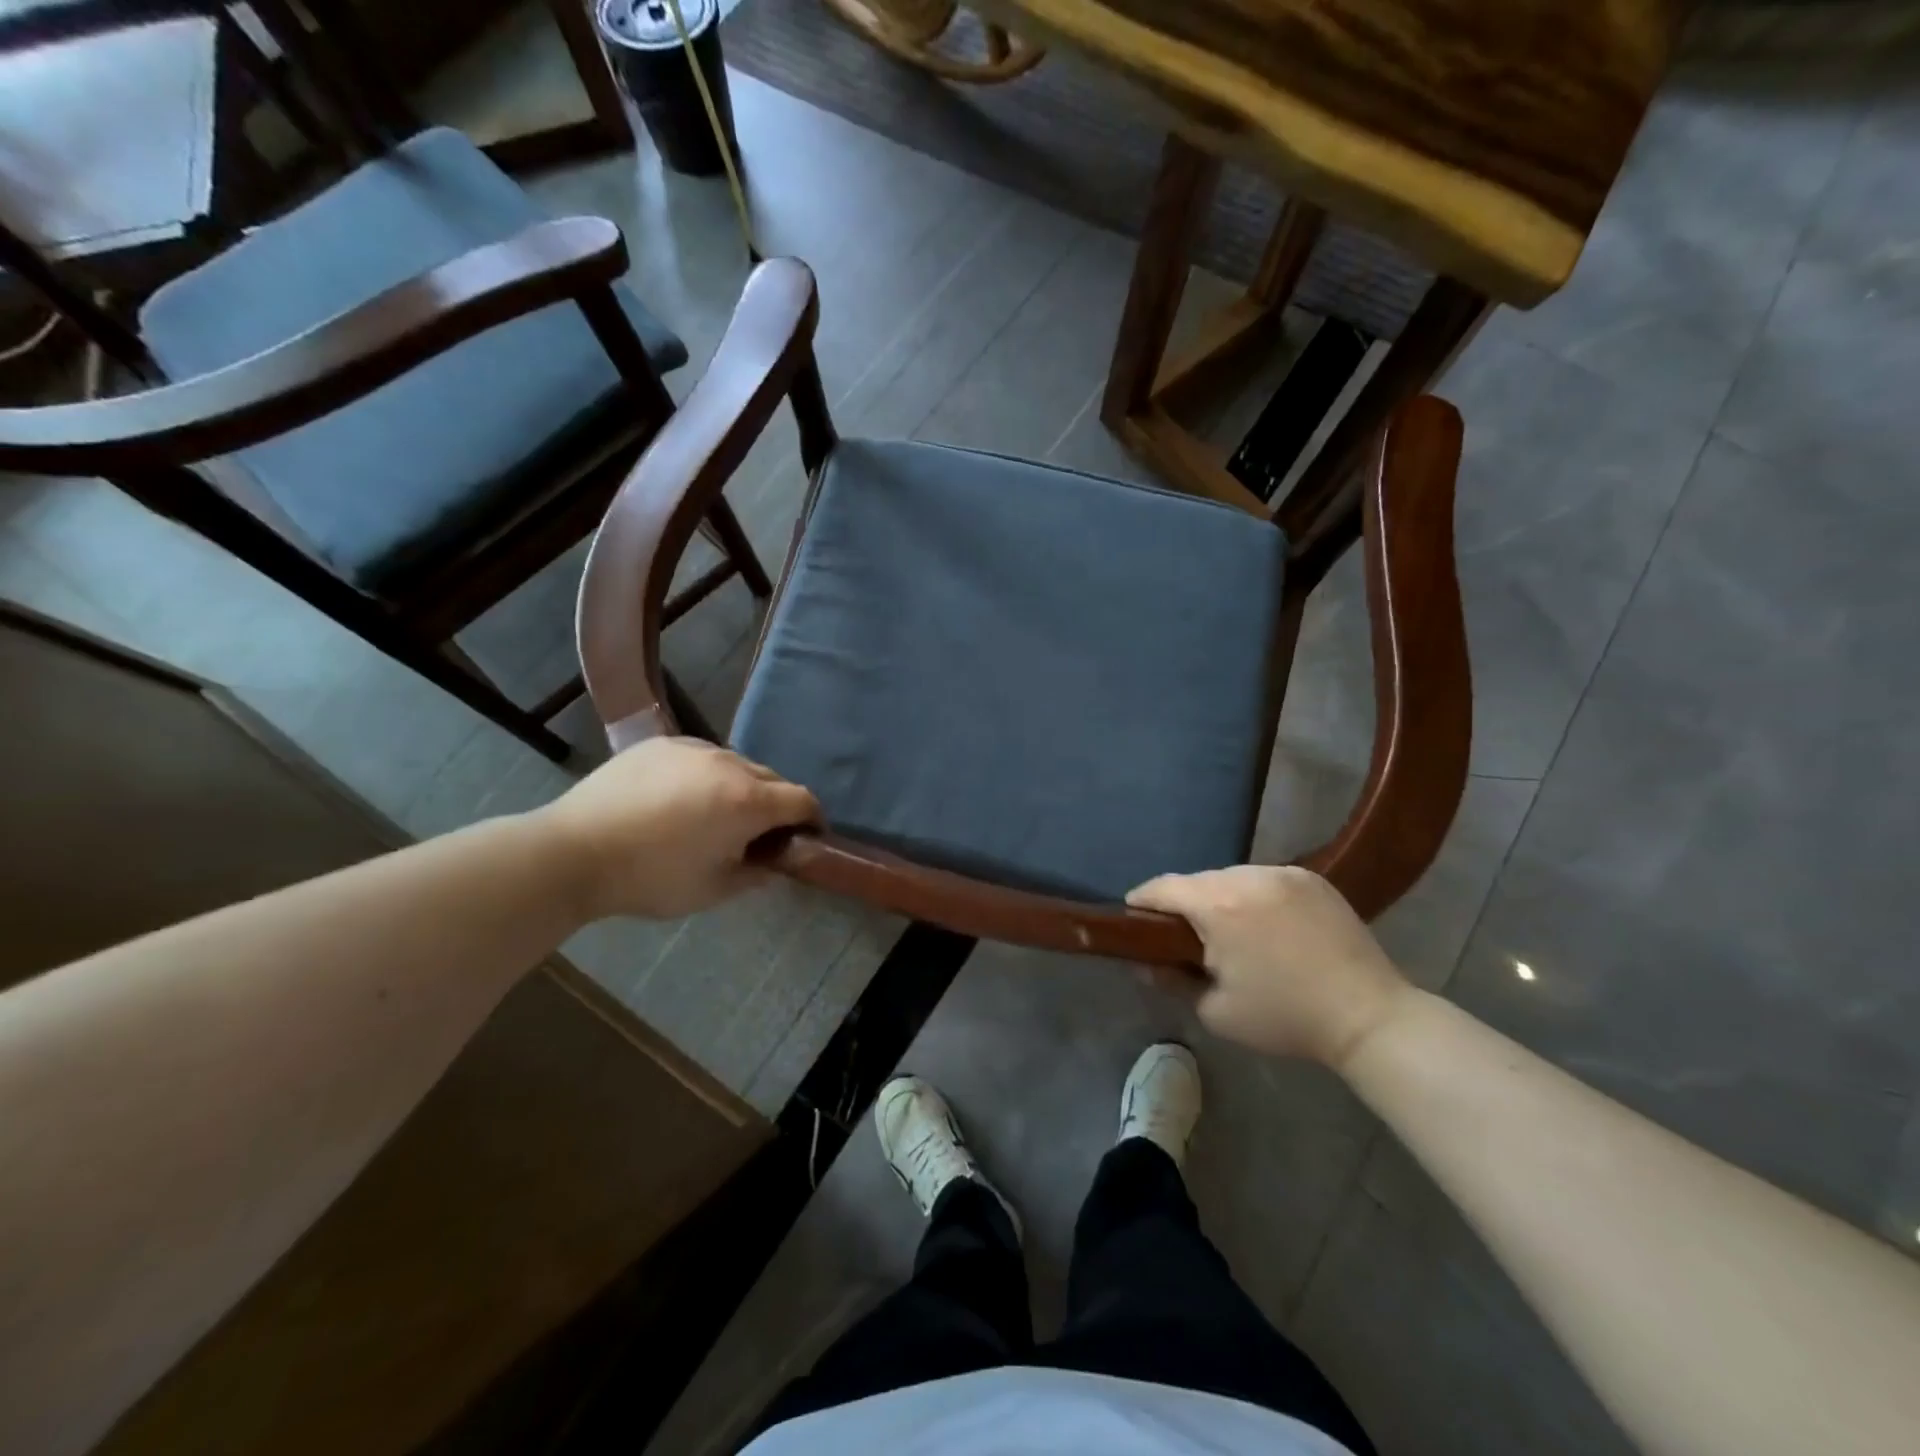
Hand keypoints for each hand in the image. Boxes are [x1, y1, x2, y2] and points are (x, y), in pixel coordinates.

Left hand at [534, 738, 819, 920]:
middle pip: (773, 778)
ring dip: (742, 787)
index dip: (812, 820)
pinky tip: (681, 799)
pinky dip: (707, 775)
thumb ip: (757, 873)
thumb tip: (775, 862)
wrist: (574, 852)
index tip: (805, 838)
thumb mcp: (714, 890)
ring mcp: (693, 748)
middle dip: (777, 804)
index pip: (803, 799)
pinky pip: (702, 756)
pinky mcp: (662, 743)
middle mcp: (729, 764)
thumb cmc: (651, 878)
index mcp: (748, 801)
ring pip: (737, 764)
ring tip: (716, 814)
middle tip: (759, 834)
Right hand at [1127, 865, 1413, 1065]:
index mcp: (1219, 907)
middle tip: (1183, 935)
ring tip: (1229, 930)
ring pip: (1231, 877)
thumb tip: (1145, 964)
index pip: (1163, 888)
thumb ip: (1172, 981)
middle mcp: (1247, 877)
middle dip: (1184, 903)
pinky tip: (1264, 924)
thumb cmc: (1285, 1017)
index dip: (1141, 900)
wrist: (1368, 1016)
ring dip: (1220, 897)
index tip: (1132, 915)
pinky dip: (1253, 896)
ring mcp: (1283, 873)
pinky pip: (1264, 879)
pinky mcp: (1311, 878)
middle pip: (1198, 881)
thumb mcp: (1216, 1011)